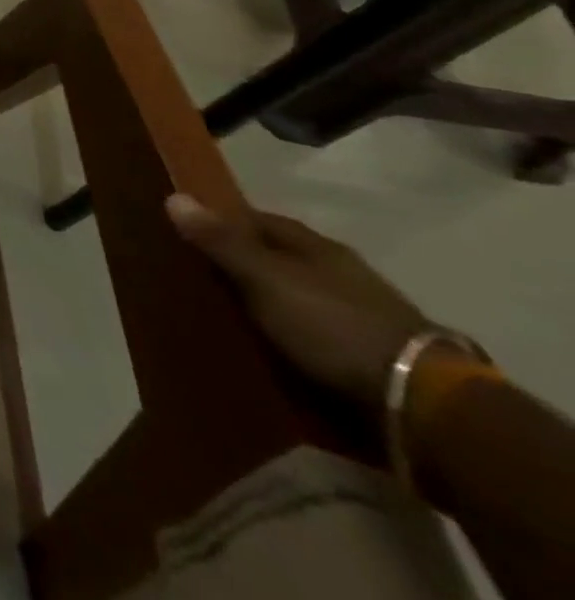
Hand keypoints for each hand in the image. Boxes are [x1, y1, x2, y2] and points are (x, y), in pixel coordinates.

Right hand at [166, 194, 431, 409]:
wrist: (425, 404)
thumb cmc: (333, 324)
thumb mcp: (265, 279)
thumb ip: (221, 242)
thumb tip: (174, 195)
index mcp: (316, 246)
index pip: (259, 220)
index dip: (224, 223)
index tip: (191, 234)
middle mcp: (342, 273)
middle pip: (281, 260)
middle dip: (246, 267)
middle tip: (205, 280)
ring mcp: (365, 316)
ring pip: (301, 299)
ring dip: (272, 307)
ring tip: (234, 321)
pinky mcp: (375, 358)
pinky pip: (320, 338)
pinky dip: (296, 341)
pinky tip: (276, 352)